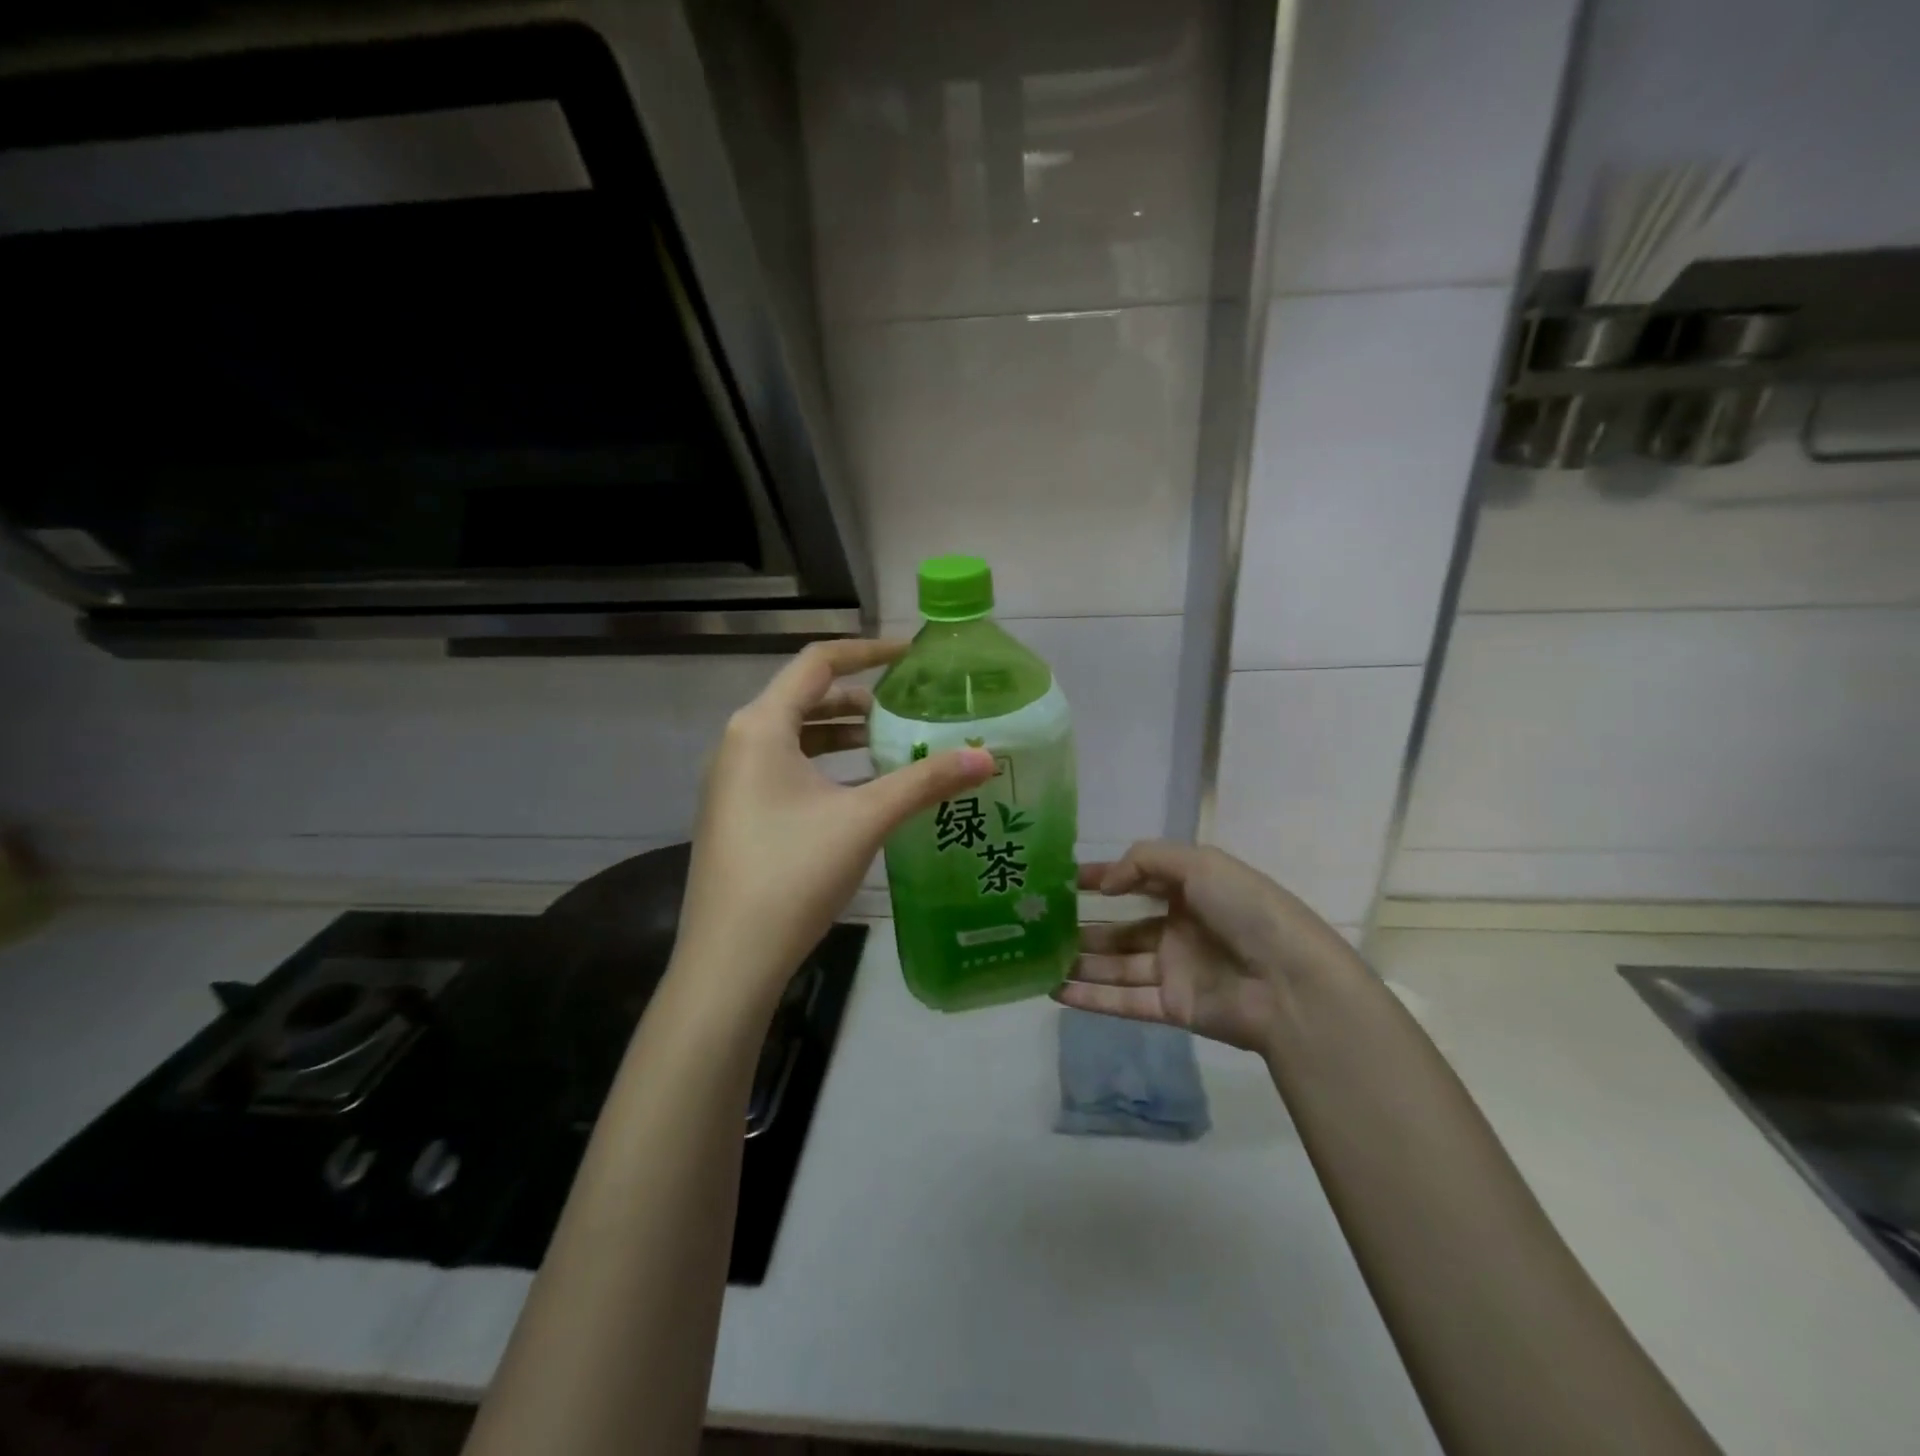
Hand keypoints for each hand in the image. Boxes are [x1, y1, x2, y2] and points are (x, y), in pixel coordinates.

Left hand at [675, 639, 994, 1010]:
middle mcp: (739, 742)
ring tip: (891, 747)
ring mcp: (732, 780)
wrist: (730, 959)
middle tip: (909, 710)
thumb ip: (926, 782)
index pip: (818, 663)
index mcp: (761, 726)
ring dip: (842, 735)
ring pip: (795, 737)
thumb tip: (986, 756)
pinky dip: (825, 766)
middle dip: (859, 700)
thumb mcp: (865, 819)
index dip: (867, 651)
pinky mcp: (737, 813)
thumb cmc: (793, 873)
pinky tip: (860, 791)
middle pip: (805, 698)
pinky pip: (785, 769)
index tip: (911, 656)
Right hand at [1055, 841, 1362, 1053]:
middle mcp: (1180, 929)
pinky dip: (1090, 997)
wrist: (1291, 982)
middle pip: (1121, 929)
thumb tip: (1104, 885)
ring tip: (1037, 959)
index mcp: (1191, 891)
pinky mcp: (1173, 1008)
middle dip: (1084, 927)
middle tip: (1040, 926)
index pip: (1136, 880)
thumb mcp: (1199, 863)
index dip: (1100, 878)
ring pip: (1117, 966)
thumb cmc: (1246, 910)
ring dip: (1080, 962)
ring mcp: (1175, 970)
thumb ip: (1144, 861)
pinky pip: (1124, 1001)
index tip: (1060, 880)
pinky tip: (1055, 990)